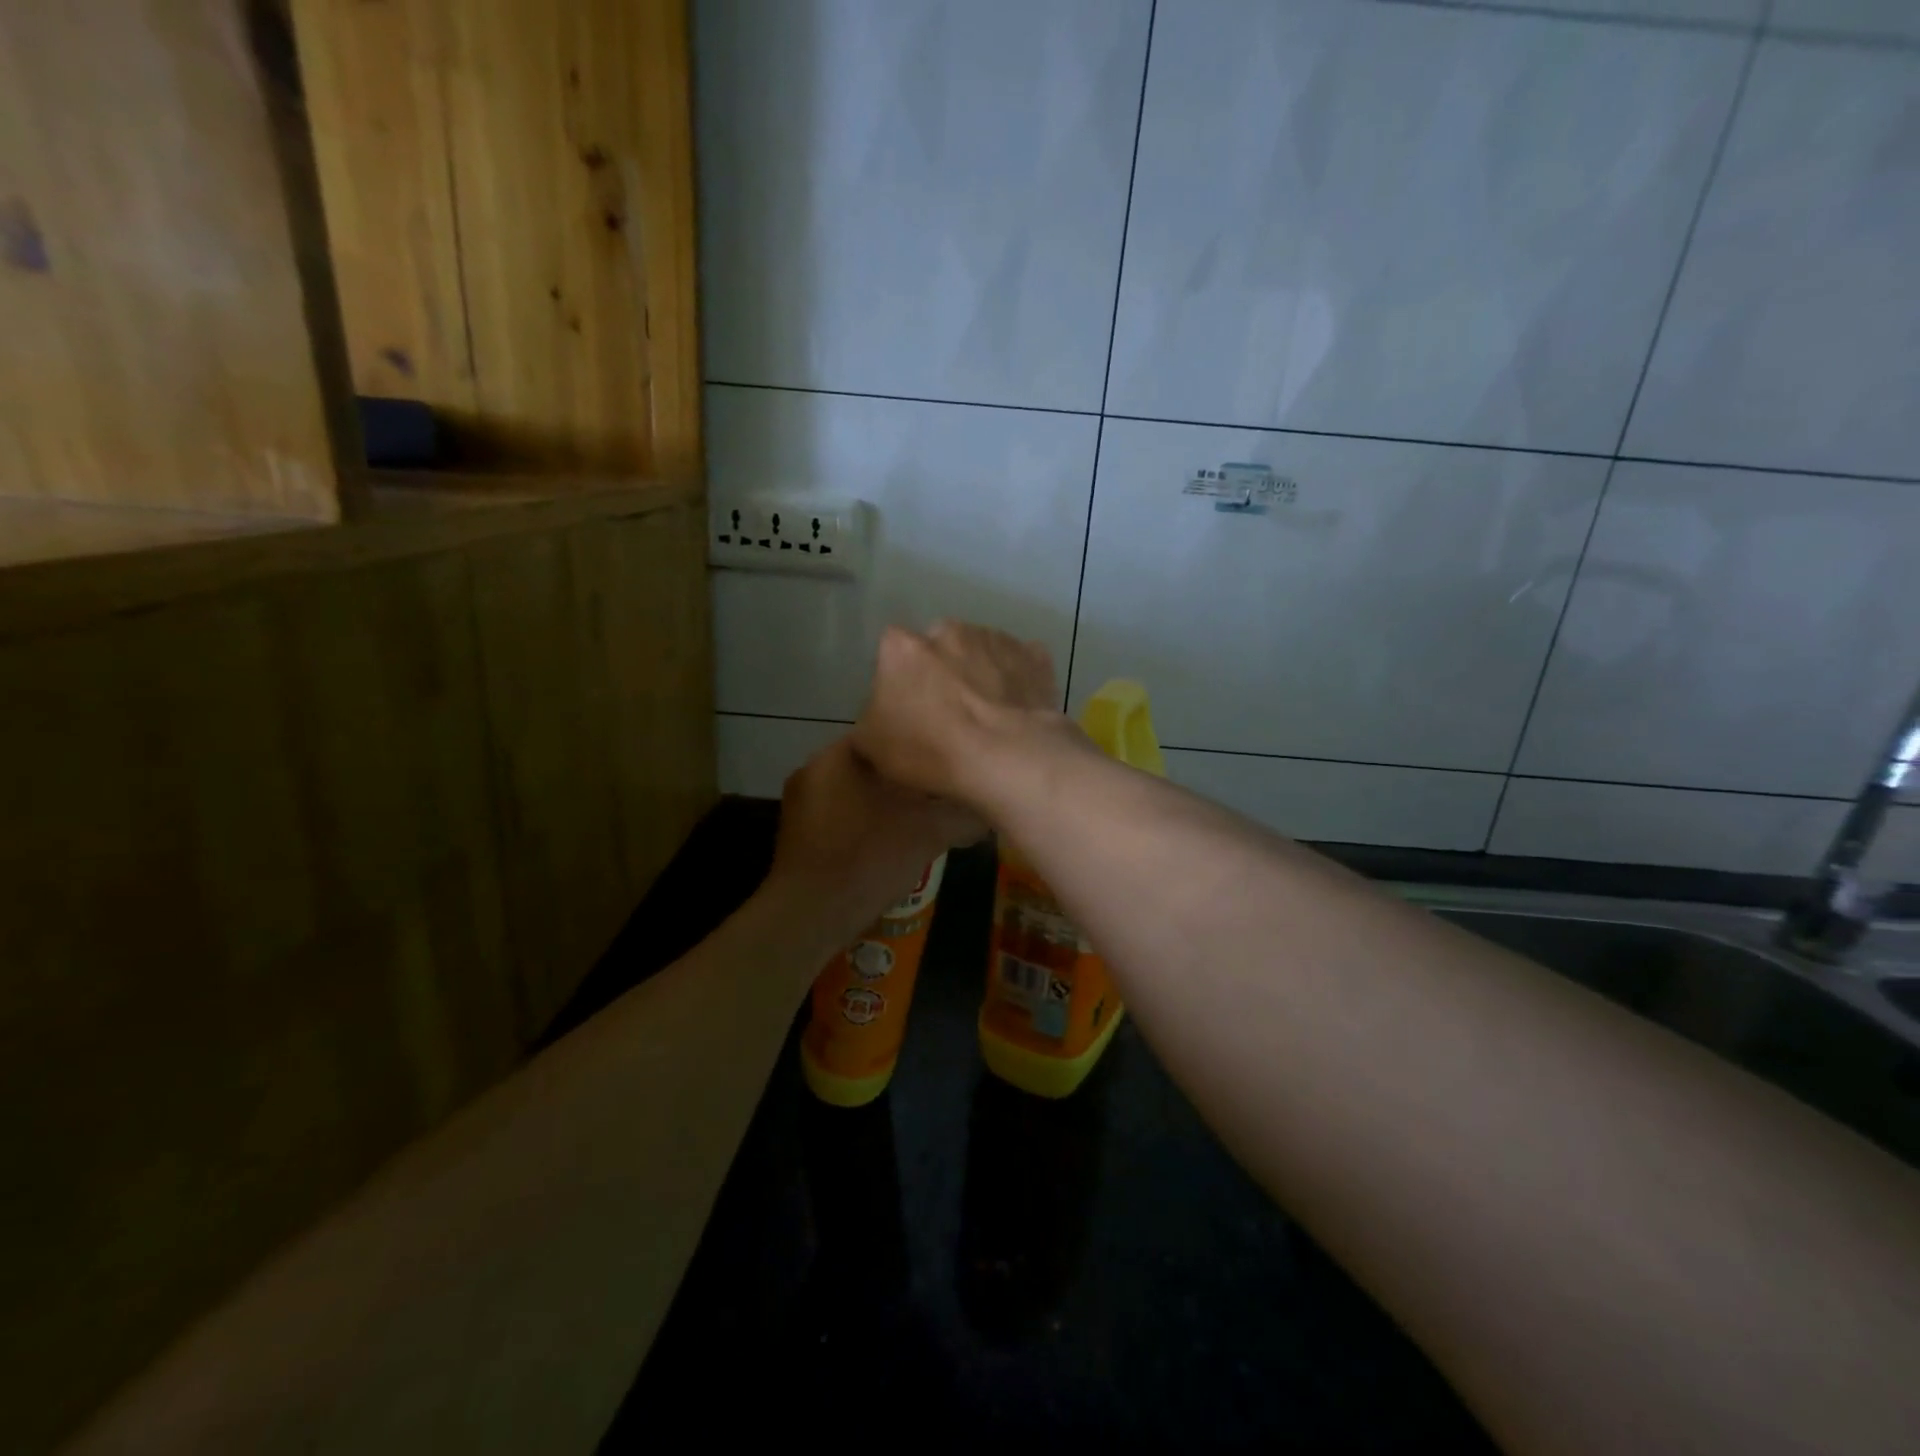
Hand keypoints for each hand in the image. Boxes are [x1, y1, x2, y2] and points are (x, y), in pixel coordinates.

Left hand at [767, 735, 981, 951]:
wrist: (811, 916)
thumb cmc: (869, 858)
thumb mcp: (929, 833)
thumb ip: (964, 815)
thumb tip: (990, 809)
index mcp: (837, 755)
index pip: (888, 731)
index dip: (922, 745)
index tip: (949, 759)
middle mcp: (813, 769)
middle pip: (873, 762)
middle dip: (907, 775)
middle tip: (942, 788)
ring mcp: (801, 803)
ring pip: (858, 789)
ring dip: (888, 800)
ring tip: (923, 814)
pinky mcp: (800, 834)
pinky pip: (842, 814)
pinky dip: (868, 820)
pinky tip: (892, 839)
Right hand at [851, 620, 1065, 806]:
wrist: (1008, 757)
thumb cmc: (931, 750)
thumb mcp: (872, 747)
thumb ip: (869, 721)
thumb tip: (878, 719)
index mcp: (903, 647)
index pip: (891, 652)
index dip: (899, 679)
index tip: (907, 707)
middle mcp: (948, 630)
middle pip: (938, 647)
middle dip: (941, 671)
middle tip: (948, 713)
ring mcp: (995, 639)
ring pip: (980, 652)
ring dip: (979, 674)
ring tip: (987, 716)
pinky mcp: (1034, 656)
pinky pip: (1019, 664)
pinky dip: (1016, 681)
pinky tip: (1016, 710)